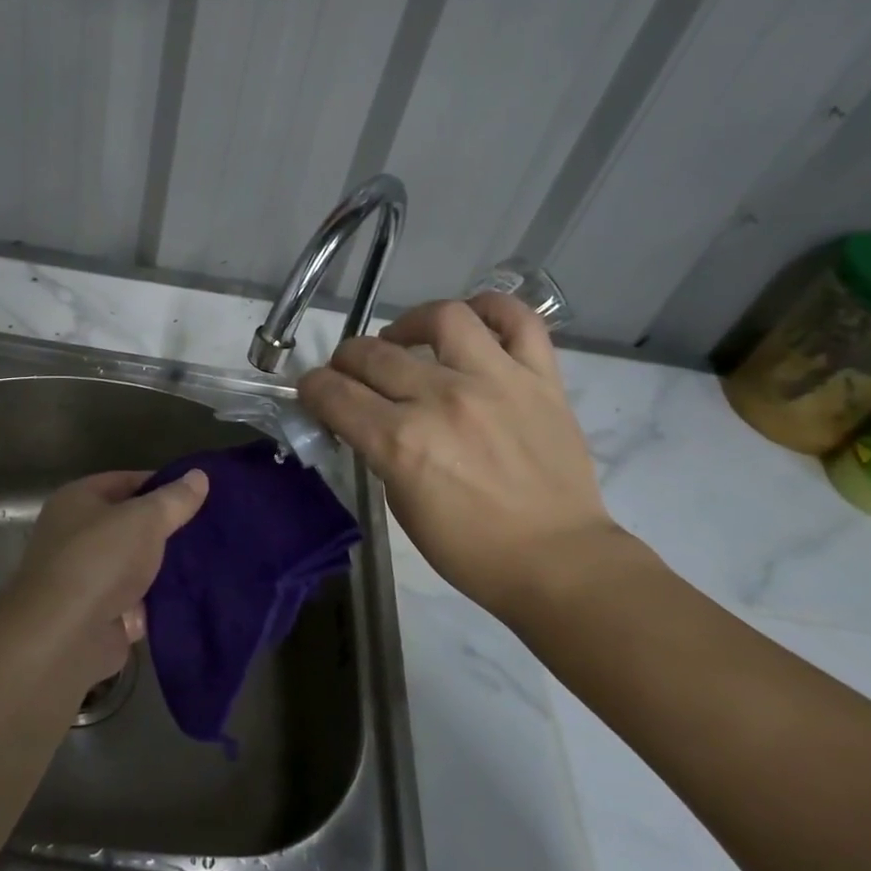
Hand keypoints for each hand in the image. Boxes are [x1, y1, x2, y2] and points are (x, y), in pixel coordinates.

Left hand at [3, 469, 209, 689]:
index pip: (126, 481)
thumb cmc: (100, 560)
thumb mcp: (145, 519)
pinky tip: (194, 597)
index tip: (199, 494)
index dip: (162, 485)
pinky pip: (137, 601)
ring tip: (210, 561)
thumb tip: (199, 475)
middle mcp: (76, 535)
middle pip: (130, 524)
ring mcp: (86, 578)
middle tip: (209, 529)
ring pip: (135, 565)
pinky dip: (158, 602)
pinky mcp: (99, 616)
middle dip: (166, 528)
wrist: (65, 637)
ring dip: (164, 568)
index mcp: (77, 501)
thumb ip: (173, 499)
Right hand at [297, 292, 620, 616]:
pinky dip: (491, 309)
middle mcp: (442, 400)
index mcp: (401, 442)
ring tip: (406, 341)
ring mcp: (496, 381)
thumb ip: (379, 450)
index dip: (312, 388)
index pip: (333, 393)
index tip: (314, 391)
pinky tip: (471, 322)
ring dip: (408, 323)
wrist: (558, 562)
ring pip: (441, 318)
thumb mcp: (401, 504)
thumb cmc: (470, 548)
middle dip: (345, 361)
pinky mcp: (540, 378)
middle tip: (351, 373)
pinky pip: (518, 320)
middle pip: (371, 353)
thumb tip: (365, 417)